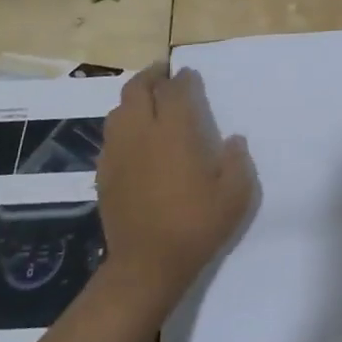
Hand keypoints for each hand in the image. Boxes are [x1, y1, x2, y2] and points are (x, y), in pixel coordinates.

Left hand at [97, 64, 255, 306]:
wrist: (146, 265)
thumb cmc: (196, 226)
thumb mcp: (235, 195)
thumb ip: (238, 161)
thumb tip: (234, 140)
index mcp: (175, 131)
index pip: (176, 89)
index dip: (184, 78)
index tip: (191, 76)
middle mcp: (142, 132)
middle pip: (138, 89)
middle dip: (152, 77)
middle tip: (165, 76)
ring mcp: (118, 152)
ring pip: (118, 110)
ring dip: (134, 100)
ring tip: (149, 104)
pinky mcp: (104, 173)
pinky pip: (110, 136)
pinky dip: (123, 127)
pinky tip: (135, 140)